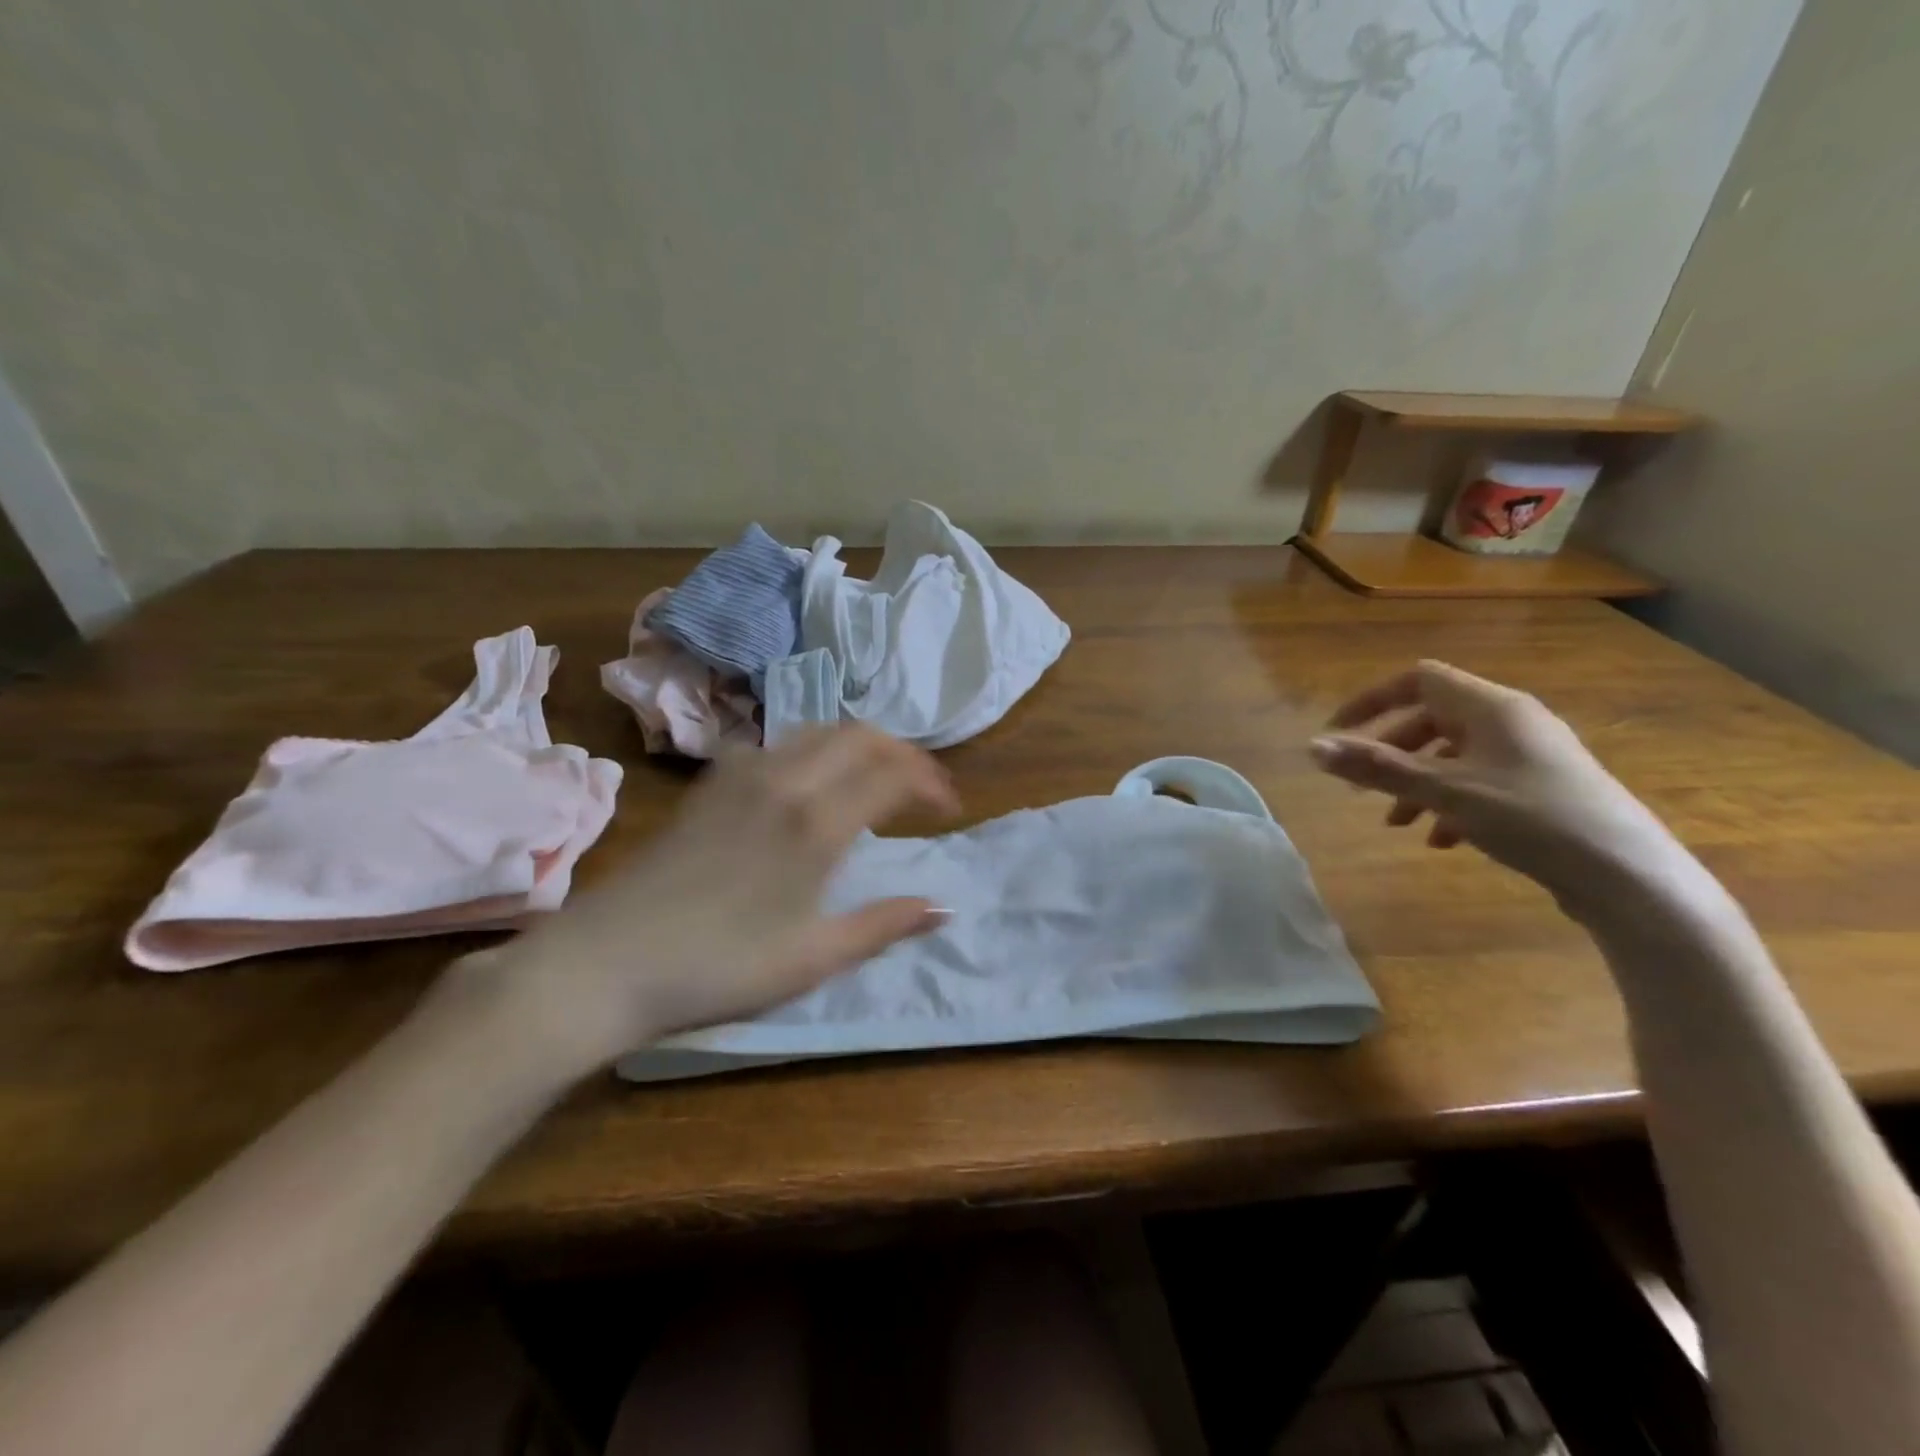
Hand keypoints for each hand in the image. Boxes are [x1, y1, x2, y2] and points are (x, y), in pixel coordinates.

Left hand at [451, 725, 959, 1078]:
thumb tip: (942, 908)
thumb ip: (882, 925)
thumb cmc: (719, 966)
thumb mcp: (812, 958)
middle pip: (860, 734)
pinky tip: (812, 784)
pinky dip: (816, 749)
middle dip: (902, 751)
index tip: (949, 808)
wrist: (607, 959)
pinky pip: (780, 743)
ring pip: (818, 731)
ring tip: (876, 778)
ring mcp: (743, 774)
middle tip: (922, 786)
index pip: (892, 774)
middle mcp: (784, 780)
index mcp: (815, 822)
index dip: (931, 783)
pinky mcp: (712, 782)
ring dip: (860, 744)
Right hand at [1309, 660, 1691, 918]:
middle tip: (1361, 785)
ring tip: (1397, 823)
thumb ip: (1377, 768)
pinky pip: (1480, 782)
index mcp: (1492, 707)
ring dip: (1416, 782)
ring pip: (1454, 755)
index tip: (1337, 732)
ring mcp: (1531, 756)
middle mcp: (1513, 721)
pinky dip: (1449, 803)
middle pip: (1432, 718)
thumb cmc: (1531, 818)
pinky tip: (1441, 840)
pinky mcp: (1543, 790)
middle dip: (1390, 750)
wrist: (1629, 878)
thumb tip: (1313, 747)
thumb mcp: (1444, 792)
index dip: (1371, 701)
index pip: (1418, 679)